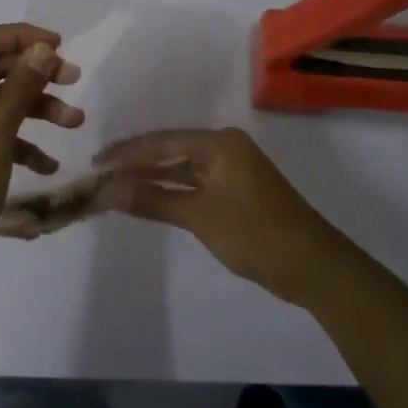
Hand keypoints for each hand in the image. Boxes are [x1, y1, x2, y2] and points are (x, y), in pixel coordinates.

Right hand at [95, 129, 348, 303]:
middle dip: (136, 164)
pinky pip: (195, 184)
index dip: (126, 153)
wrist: (312, 265)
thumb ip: (153, 200)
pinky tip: (150, 200)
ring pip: (182, 169)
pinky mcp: (237, 192)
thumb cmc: (255, 233)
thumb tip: (107, 191)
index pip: (161, 142)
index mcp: (219, 143)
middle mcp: (225, 148)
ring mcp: (233, 170)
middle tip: (99, 175)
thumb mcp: (200, 216)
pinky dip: (172, 192)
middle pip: (171, 151)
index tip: (95, 163)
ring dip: (152, 179)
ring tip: (116, 187)